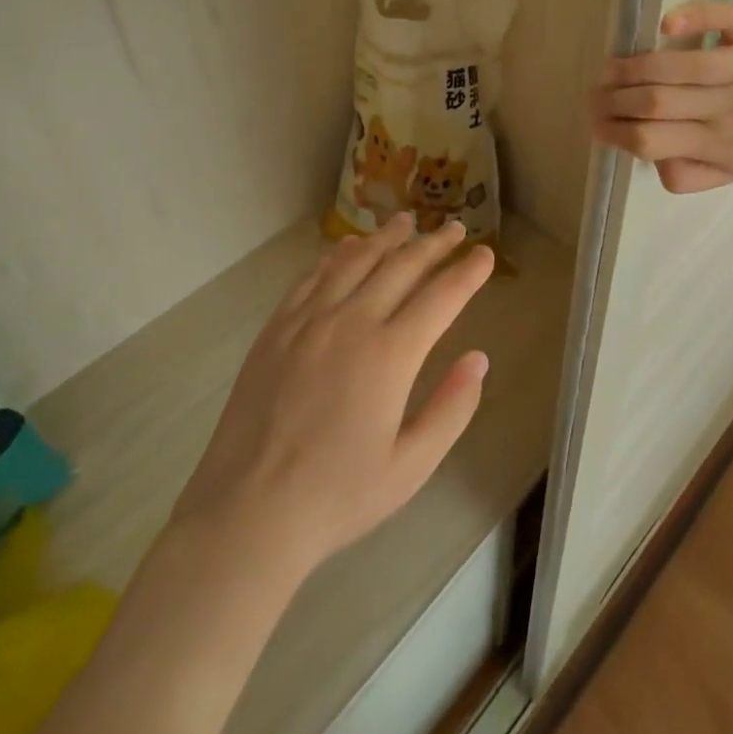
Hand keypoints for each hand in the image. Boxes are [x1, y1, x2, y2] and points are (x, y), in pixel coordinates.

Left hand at [171, 214, 491, 575]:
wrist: (248, 513)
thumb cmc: (337, 496)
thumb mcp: (411, 466)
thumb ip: (452, 409)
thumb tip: (478, 359)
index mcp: (390, 355)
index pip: (441, 297)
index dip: (467, 272)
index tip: (485, 254)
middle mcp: (352, 323)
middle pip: (401, 267)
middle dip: (433, 244)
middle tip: (454, 228)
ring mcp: (309, 321)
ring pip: (356, 261)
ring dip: (386, 238)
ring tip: (405, 221)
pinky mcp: (277, 328)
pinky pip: (313, 277)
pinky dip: (337, 256)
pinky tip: (348, 249)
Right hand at [591, 0, 732, 193]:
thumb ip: (692, 175)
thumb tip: (649, 159)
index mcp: (717, 145)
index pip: (652, 142)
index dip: (616, 133)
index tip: (596, 124)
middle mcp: (724, 108)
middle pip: (656, 104)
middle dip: (614, 100)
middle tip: (593, 95)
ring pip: (679, 66)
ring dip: (635, 66)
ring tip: (610, 68)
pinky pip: (723, 21)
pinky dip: (693, 18)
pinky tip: (665, 22)